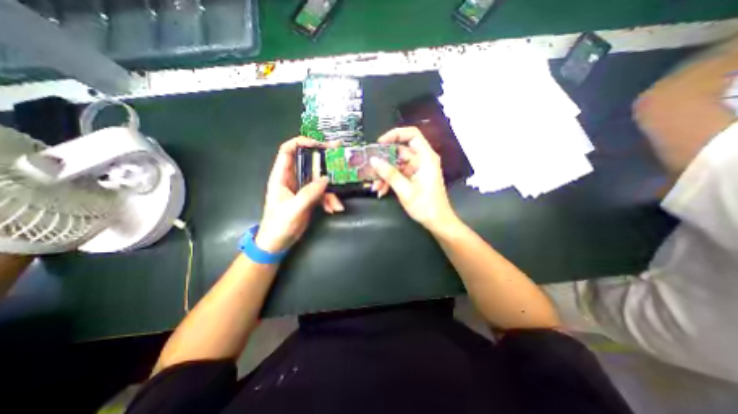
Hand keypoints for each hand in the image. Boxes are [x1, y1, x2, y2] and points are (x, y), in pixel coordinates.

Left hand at [256, 138, 344, 249]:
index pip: (287, 151)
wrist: (278, 243)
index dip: (301, 143)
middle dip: (324, 161)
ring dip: (331, 190)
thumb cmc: (278, 225)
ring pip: (319, 180)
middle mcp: (292, 179)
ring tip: (336, 204)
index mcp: (281, 176)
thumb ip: (309, 193)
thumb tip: (326, 179)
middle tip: (340, 158)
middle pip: (308, 162)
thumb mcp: (293, 209)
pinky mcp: (309, 198)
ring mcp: (302, 188)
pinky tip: (333, 209)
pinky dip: (330, 200)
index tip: (319, 144)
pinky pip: (323, 193)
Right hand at [372, 126, 458, 231]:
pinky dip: (390, 180)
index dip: (395, 135)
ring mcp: (417, 169)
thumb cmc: (425, 206)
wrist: (437, 222)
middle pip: (400, 151)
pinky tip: (381, 190)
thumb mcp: (405, 190)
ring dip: (385, 174)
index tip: (379, 143)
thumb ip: (389, 174)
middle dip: (384, 161)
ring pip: (397, 164)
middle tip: (371, 169)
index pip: (412, 135)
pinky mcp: (413, 178)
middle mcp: (422, 160)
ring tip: (375, 186)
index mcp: (426, 158)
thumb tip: (373, 160)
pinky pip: (399, 174)